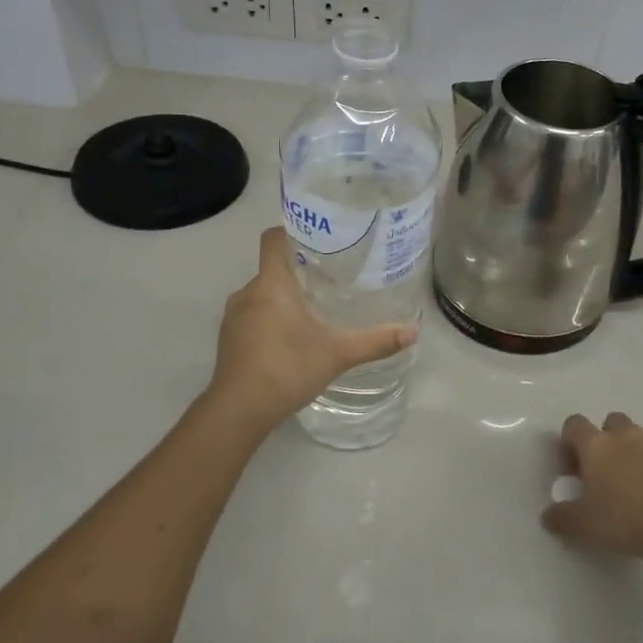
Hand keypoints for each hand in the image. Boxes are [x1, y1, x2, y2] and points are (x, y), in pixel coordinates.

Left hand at [209, 228, 418, 430]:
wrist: (239, 411)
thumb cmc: (287, 369)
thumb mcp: (338, 354)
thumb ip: (375, 341)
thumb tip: (413, 331)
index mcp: (271, 284)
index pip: (274, 239)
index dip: (293, 231)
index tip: (319, 238)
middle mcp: (247, 292)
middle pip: (272, 267)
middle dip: (298, 270)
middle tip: (330, 277)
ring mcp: (233, 317)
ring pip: (261, 293)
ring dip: (283, 297)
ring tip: (314, 307)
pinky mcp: (228, 338)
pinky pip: (252, 315)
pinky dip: (269, 318)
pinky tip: (291, 337)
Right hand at [541, 412, 642, 557]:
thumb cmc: (622, 518)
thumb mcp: (583, 524)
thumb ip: (562, 518)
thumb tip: (547, 517)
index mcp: (595, 445)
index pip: (574, 424)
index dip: (568, 442)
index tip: (570, 468)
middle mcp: (624, 437)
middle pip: (610, 422)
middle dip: (604, 440)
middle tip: (601, 472)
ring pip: (637, 437)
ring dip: (629, 453)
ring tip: (628, 487)